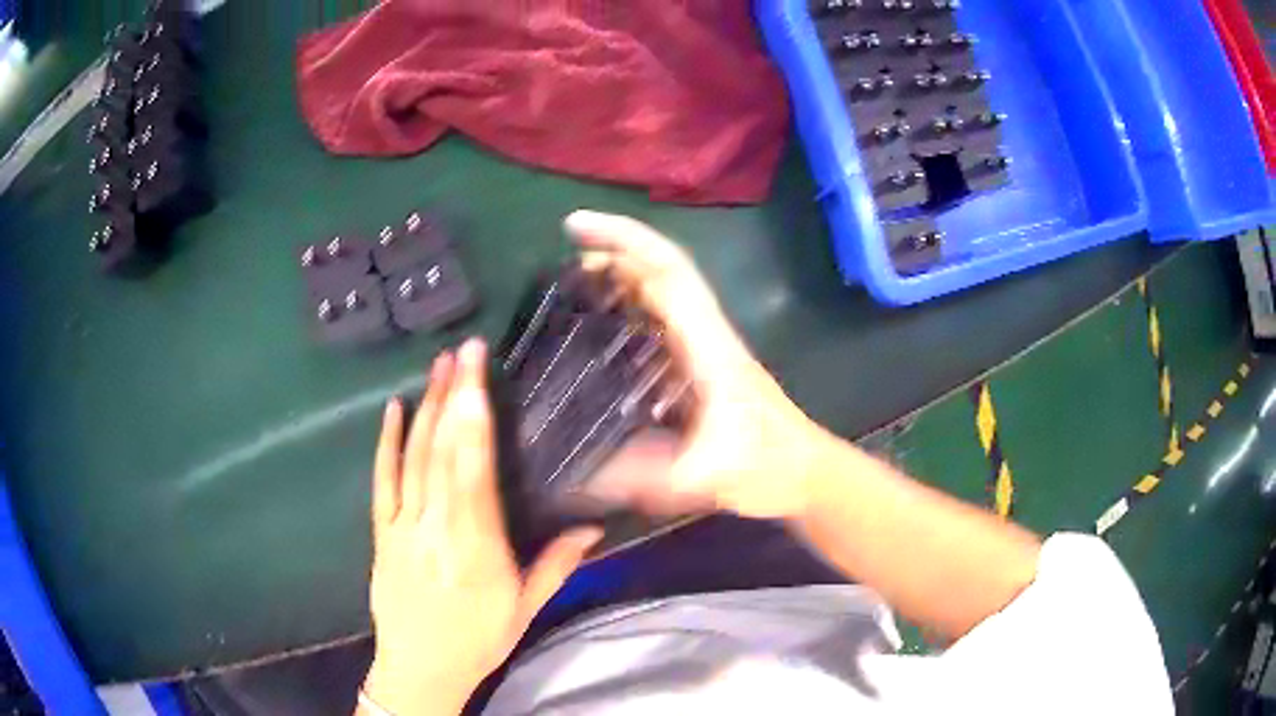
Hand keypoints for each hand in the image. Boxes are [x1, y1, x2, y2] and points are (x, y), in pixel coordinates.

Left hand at [362, 340, 602, 715]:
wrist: (419, 669)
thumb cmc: (478, 640)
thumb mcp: (524, 610)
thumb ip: (556, 565)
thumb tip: (592, 526)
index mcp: (477, 551)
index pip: (474, 476)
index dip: (474, 422)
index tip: (479, 377)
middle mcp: (436, 532)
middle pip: (442, 455)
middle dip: (453, 397)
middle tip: (463, 351)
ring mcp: (403, 529)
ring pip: (414, 460)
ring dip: (427, 409)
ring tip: (439, 366)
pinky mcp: (382, 533)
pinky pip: (382, 482)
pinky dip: (387, 444)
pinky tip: (394, 410)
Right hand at [565, 210, 839, 518]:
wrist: (806, 475)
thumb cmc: (766, 469)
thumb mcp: (702, 477)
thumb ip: (642, 478)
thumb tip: (574, 474)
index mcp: (710, 348)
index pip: (668, 272)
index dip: (624, 240)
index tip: (577, 228)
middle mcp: (709, 336)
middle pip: (665, 270)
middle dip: (617, 248)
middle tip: (568, 252)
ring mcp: (709, 348)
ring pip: (667, 291)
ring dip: (625, 274)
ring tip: (576, 281)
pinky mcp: (705, 366)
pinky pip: (665, 321)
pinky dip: (633, 306)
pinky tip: (606, 325)